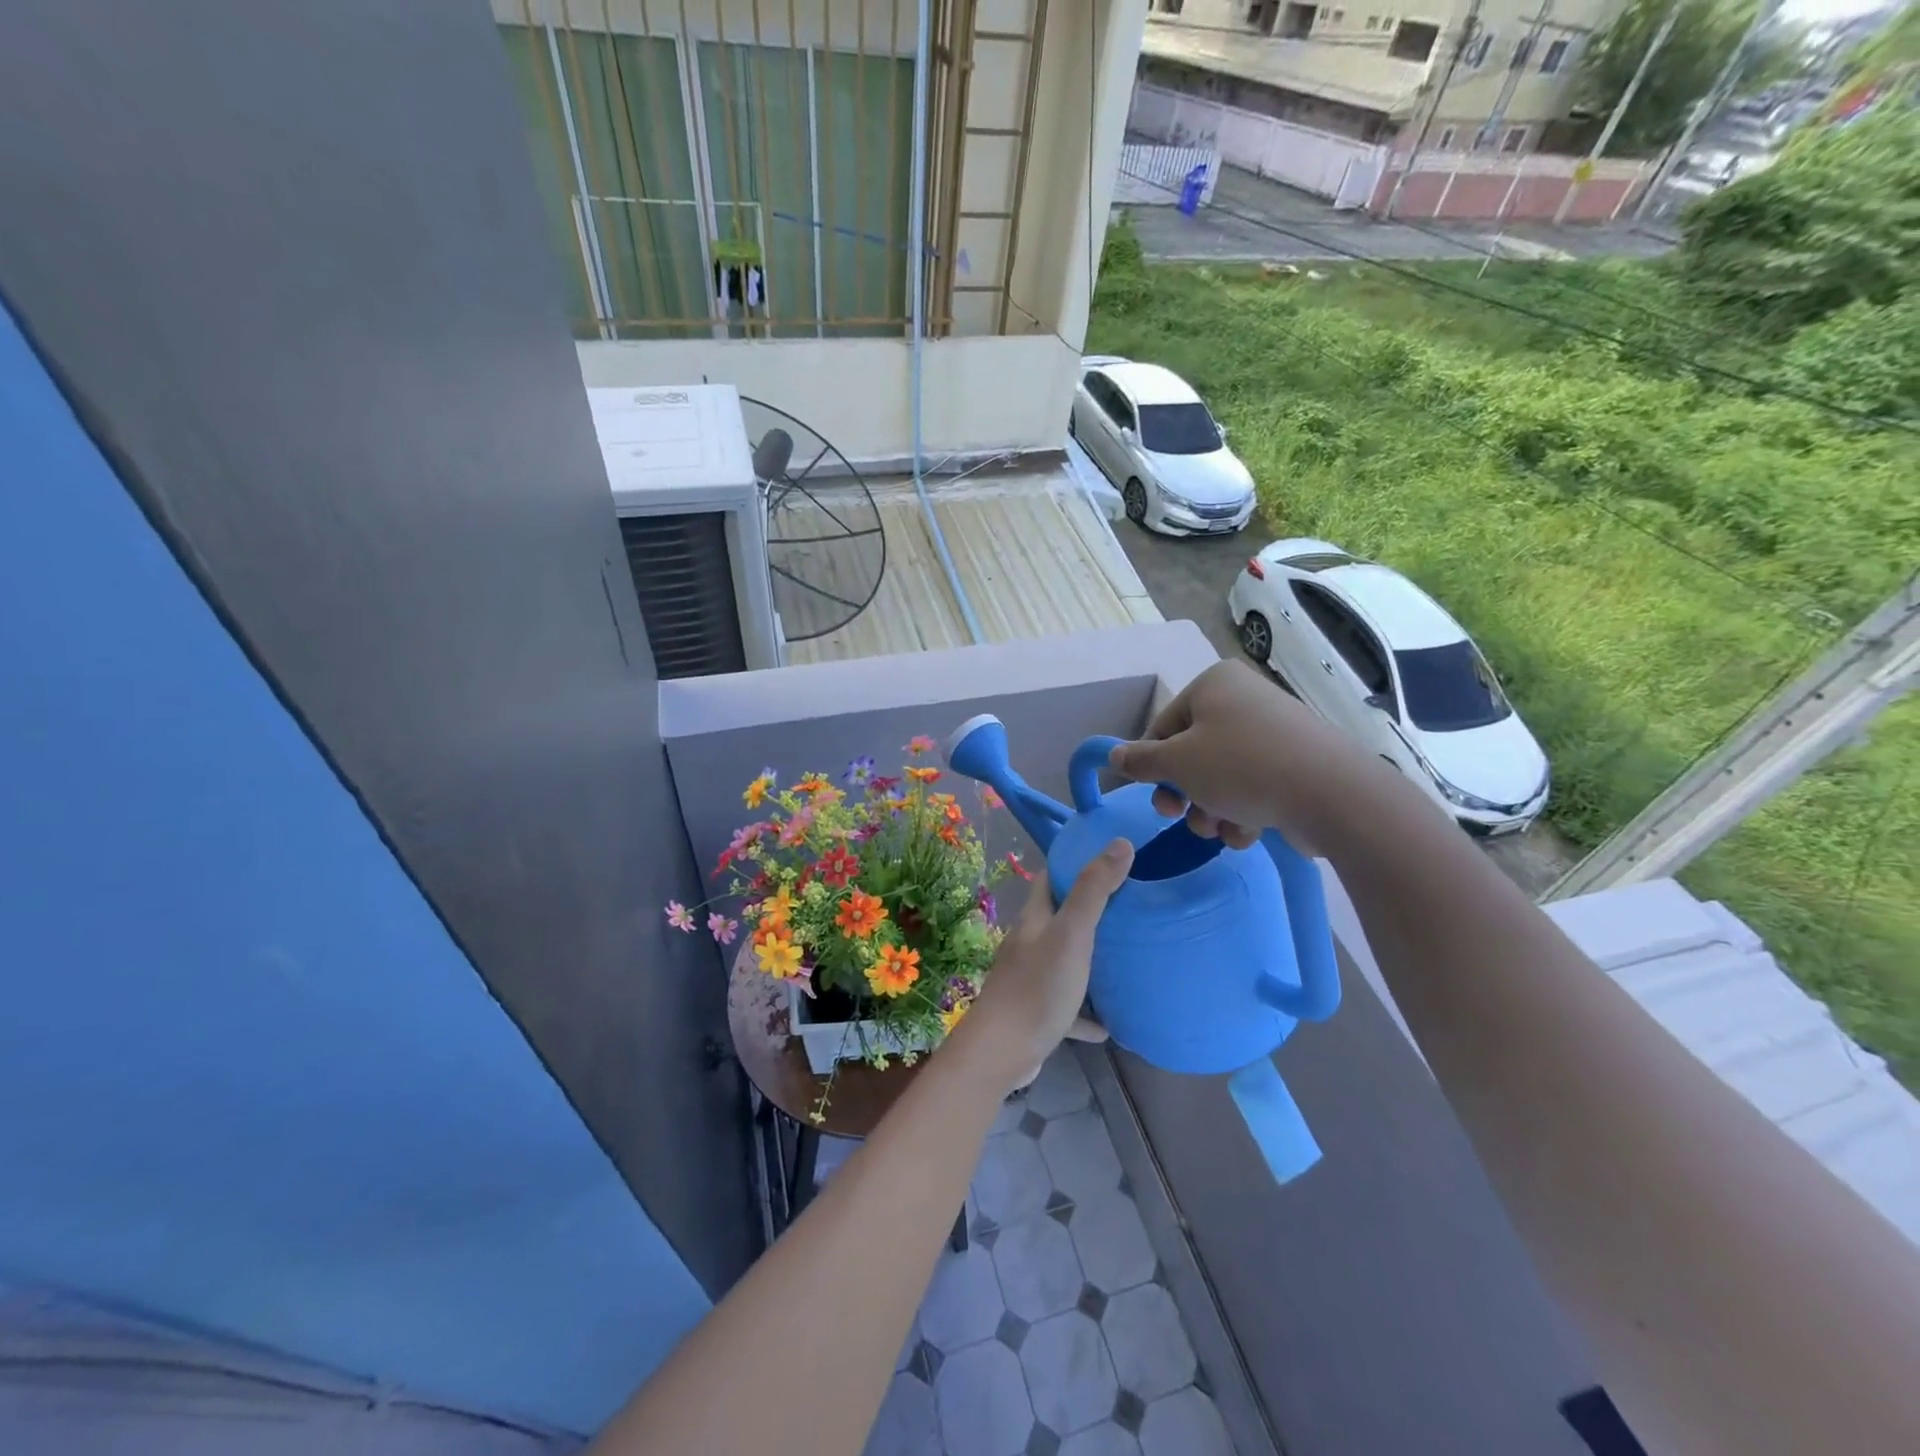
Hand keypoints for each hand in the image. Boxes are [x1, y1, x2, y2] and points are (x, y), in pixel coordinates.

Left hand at [948, 840, 1133, 1093]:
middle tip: (1127, 908)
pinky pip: (1067, 1007)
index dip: (1072, 865)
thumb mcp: (1072, 934)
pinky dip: (1086, 1012)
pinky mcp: (1036, 1014)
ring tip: (1124, 958)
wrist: (1002, 1051)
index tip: (1106, 860)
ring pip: (1063, 961)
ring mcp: (1030, 979)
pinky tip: (1109, 1024)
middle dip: (1087, 911)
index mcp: (1034, 919)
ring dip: (1088, 960)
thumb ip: (1094, 890)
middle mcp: (1029, 944)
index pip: (1049, 879)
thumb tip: (1120, 842)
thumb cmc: (1038, 987)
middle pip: (1058, 919)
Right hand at [1107, 660, 1378, 856]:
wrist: (1329, 794)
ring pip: (1221, 775)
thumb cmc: (1240, 767)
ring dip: (1210, 809)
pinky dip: (1243, 811)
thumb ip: (1140, 761)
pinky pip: (1253, 785)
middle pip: (1192, 753)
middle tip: (1179, 816)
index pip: (1164, 725)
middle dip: (1184, 793)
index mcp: (1214, 684)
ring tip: (1219, 830)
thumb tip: (1113, 756)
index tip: (1152, 795)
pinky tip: (1247, 833)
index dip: (1152, 764)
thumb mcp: (1177, 764)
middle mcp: (1244, 699)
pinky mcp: (1296, 763)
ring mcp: (1274, 731)